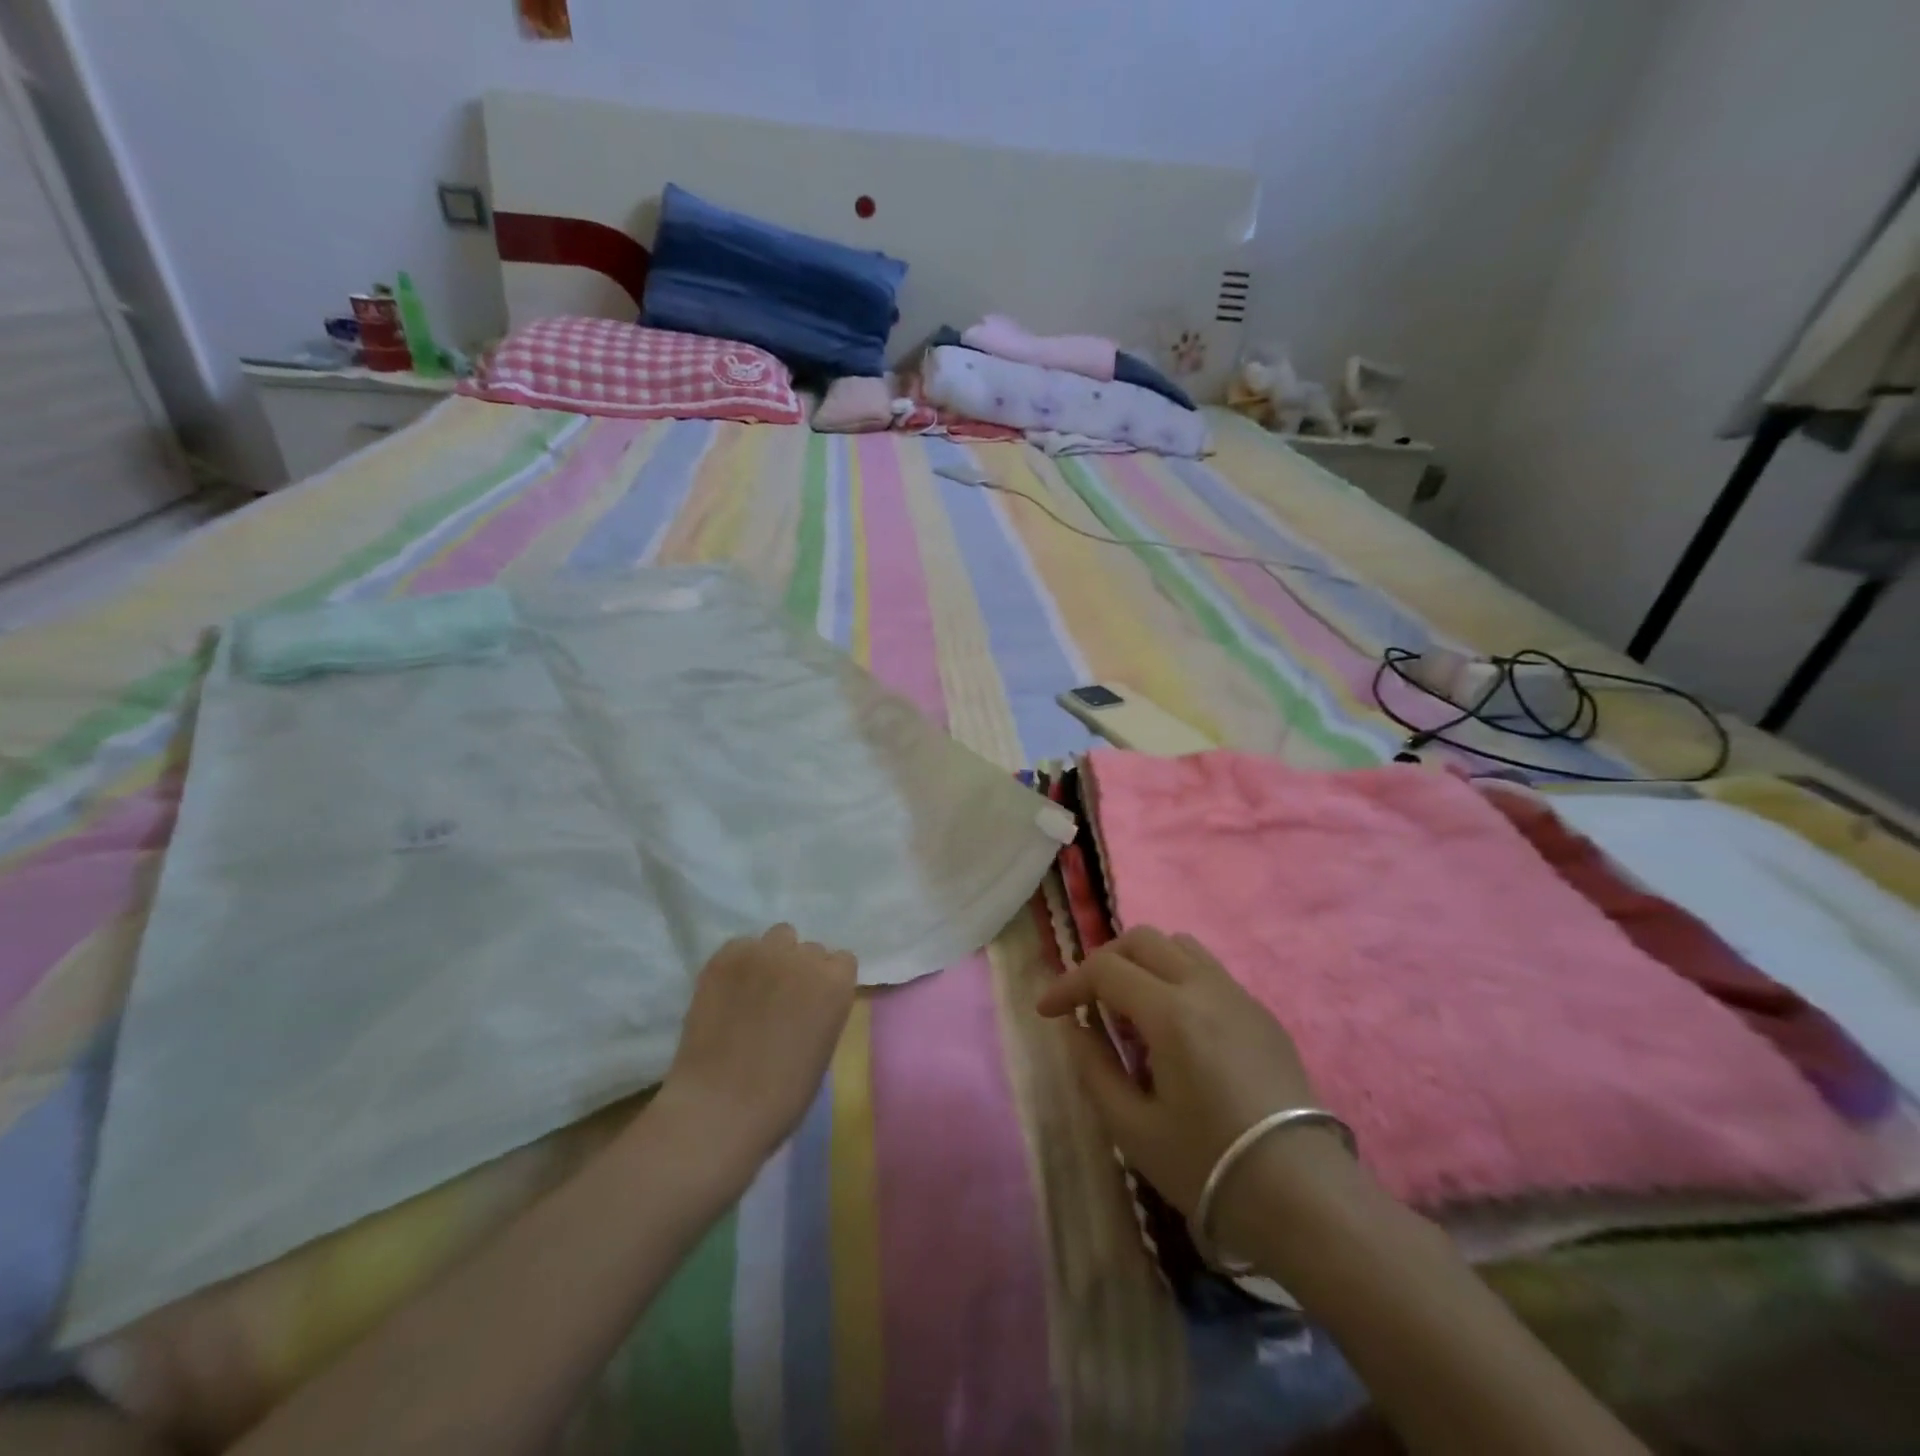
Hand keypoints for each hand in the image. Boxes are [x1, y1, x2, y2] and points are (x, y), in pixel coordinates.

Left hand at [659, 924, 857, 1165]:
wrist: (719, 1107)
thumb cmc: (782, 1096)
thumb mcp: (823, 1048)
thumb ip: (823, 1010)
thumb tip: (809, 1000)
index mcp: (835, 984)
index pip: (842, 961)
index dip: (828, 981)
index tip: (815, 1002)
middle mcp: (803, 958)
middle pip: (809, 949)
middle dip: (800, 969)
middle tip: (782, 999)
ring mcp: (762, 953)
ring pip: (777, 937)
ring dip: (773, 957)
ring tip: (755, 988)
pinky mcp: (725, 957)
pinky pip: (741, 946)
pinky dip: (739, 963)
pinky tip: (728, 991)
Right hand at [1037, 927, 1351, 1247]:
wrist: (1305, 1198)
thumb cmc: (1209, 1166)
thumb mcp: (1133, 1128)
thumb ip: (1094, 1068)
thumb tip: (1077, 1028)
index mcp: (1172, 1013)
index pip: (1105, 970)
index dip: (1068, 984)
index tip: (1048, 1011)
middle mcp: (1205, 988)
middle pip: (1143, 940)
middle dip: (1104, 961)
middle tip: (1087, 1001)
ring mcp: (1239, 996)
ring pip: (1180, 946)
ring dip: (1144, 963)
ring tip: (1132, 1011)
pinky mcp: (1261, 1014)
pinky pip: (1208, 972)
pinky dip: (1176, 979)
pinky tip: (1176, 1031)